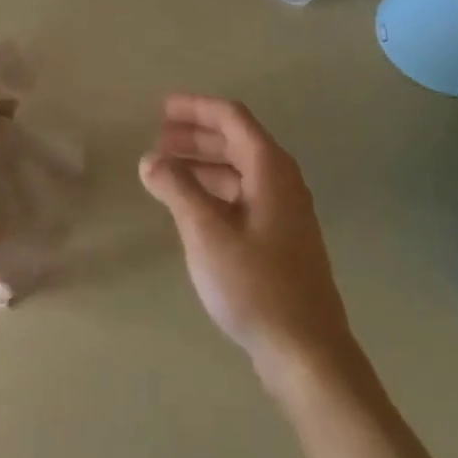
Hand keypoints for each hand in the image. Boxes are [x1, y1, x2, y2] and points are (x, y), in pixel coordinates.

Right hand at [139, 95, 356, 384]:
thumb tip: (151, 159)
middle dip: (196, 136)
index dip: (196, 108)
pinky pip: (243, 197)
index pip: (232, 118)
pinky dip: (214, 190)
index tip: (162, 109)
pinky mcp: (280, 239)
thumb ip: (177, 188)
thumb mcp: (206, 232)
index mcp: (270, 168)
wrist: (306, 349)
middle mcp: (281, 181)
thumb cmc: (255, 283)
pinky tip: (191, 206)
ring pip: (239, 171)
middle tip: (158, 138)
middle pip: (236, 141)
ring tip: (166, 170)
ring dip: (203, 164)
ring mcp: (284, 211)